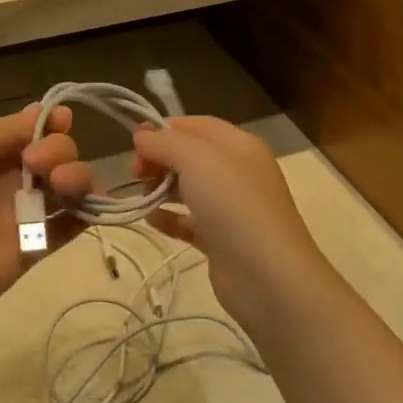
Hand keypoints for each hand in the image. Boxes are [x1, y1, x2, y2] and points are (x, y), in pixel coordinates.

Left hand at [0, 104, 84, 327]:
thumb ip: (6, 128)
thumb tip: (42, 109)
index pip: (30, 130)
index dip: (51, 123)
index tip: (63, 120)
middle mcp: (10, 178)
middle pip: (55, 152)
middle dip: (58, 149)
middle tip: (36, 164)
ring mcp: (26, 212)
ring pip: (69, 185)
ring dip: (77, 175)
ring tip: (62, 184)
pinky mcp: (38, 246)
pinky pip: (71, 225)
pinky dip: (90, 212)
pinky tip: (92, 205)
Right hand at [127, 117, 335, 335]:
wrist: (268, 276)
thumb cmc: (233, 204)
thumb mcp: (195, 159)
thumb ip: (164, 142)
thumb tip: (141, 135)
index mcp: (239, 145)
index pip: (196, 125)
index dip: (164, 129)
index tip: (134, 143)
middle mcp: (238, 171)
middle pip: (189, 155)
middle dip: (159, 159)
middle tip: (135, 173)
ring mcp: (231, 208)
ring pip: (188, 188)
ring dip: (160, 188)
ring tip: (142, 197)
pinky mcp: (222, 240)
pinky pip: (189, 221)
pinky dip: (169, 218)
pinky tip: (151, 220)